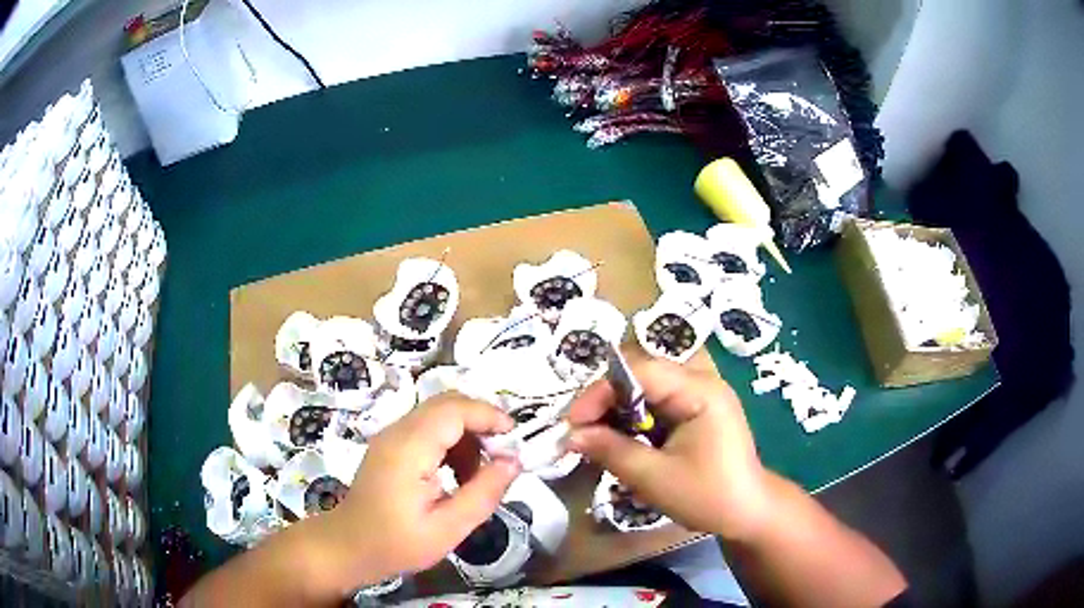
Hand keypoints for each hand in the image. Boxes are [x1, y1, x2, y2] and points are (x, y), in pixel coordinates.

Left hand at [322, 394, 520, 586]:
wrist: (348, 546)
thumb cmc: (396, 543)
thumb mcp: (448, 528)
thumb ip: (483, 493)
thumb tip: (513, 462)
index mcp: (409, 449)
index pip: (454, 409)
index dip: (488, 415)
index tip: (515, 437)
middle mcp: (398, 432)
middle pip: (447, 404)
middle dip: (481, 422)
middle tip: (503, 454)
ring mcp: (391, 436)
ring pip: (439, 415)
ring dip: (466, 434)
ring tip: (479, 474)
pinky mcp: (390, 445)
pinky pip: (427, 429)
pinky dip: (451, 442)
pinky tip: (456, 475)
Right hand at [566, 352, 771, 540]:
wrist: (748, 513)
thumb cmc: (707, 496)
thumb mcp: (654, 477)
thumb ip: (611, 451)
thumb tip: (570, 435)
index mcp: (700, 391)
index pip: (640, 372)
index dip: (601, 391)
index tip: (573, 422)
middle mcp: (702, 382)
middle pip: (642, 375)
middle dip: (606, 401)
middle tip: (580, 430)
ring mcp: (701, 396)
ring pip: (646, 389)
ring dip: (618, 411)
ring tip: (596, 438)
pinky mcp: (697, 411)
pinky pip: (657, 405)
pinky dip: (634, 421)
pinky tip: (621, 442)